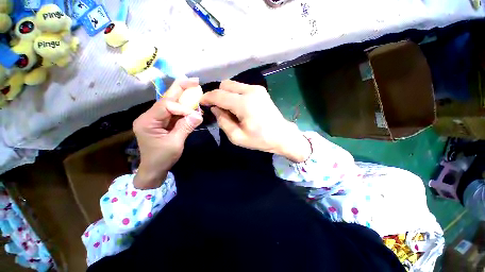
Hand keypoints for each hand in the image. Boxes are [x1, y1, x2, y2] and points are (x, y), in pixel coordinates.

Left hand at [133, 79, 202, 188]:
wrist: (154, 169)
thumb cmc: (162, 158)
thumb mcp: (175, 144)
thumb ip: (186, 127)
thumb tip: (199, 115)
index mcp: (148, 121)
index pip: (166, 106)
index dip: (182, 107)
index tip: (196, 115)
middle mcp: (149, 116)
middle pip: (166, 98)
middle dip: (180, 88)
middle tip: (194, 81)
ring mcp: (156, 118)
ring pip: (171, 103)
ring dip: (184, 98)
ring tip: (195, 90)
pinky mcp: (162, 122)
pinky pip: (174, 112)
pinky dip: (185, 108)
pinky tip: (193, 105)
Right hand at [200, 80, 310, 162]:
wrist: (282, 135)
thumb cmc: (260, 139)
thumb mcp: (237, 137)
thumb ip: (223, 121)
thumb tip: (216, 109)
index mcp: (244, 104)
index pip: (219, 95)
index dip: (207, 98)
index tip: (201, 103)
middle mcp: (250, 91)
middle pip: (225, 85)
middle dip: (217, 95)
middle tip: (218, 109)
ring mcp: (257, 89)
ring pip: (233, 85)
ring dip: (226, 95)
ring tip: (229, 110)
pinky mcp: (260, 90)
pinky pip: (241, 88)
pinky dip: (235, 95)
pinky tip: (238, 107)